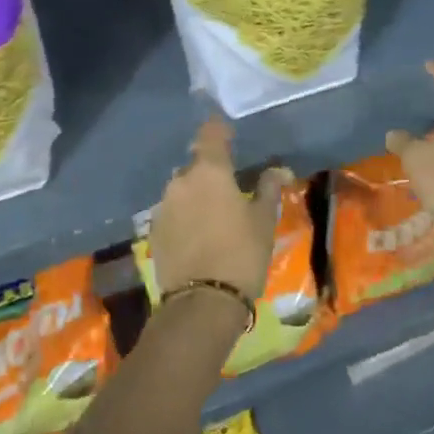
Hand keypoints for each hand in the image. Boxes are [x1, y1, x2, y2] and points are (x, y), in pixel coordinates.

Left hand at [148, 118, 287, 304]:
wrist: (202, 303)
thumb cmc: (241, 254)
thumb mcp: (263, 221)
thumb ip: (268, 189)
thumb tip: (278, 169)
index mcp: (210, 171)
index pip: (211, 133)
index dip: (220, 130)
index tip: (230, 134)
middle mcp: (181, 181)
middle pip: (195, 164)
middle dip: (209, 170)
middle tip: (228, 185)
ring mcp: (164, 206)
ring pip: (182, 188)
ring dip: (195, 193)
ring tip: (214, 213)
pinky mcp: (154, 231)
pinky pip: (172, 211)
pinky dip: (185, 215)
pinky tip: (198, 234)